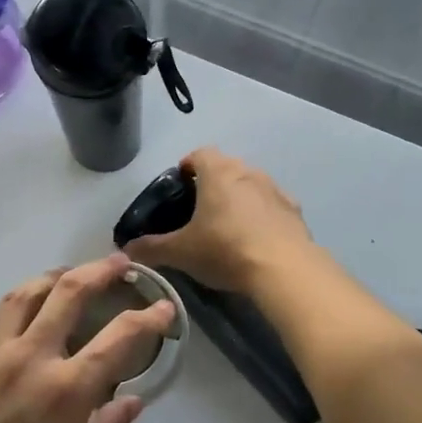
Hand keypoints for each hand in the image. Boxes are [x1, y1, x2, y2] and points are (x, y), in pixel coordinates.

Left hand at [0, 254, 175, 422]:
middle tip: (120, 264)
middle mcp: (30, 358)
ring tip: (76, 275)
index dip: (148, 317)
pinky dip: (28, 298)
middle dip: (101, 271)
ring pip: (29, 292)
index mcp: (65, 391)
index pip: (119, 336)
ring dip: (58, 275)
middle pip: (70, 291)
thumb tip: (131, 399)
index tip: (164, 306)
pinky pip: (3, 314)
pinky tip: (37, 310)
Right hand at [125, 147, 311, 294]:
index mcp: (218, 172)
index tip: (180, 185)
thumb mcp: (181, 252)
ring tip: (229, 226)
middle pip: (226, 167)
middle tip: (200, 210)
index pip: (199, 154)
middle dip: (213, 183)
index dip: (187, 166)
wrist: (284, 268)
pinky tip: (256, 239)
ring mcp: (274, 188)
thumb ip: (152, 248)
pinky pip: (272, 204)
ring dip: (239, 197)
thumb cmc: (225, 250)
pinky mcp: (294, 209)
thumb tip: (127, 249)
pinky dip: (262, 214)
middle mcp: (247, 171)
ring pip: (250, 184)